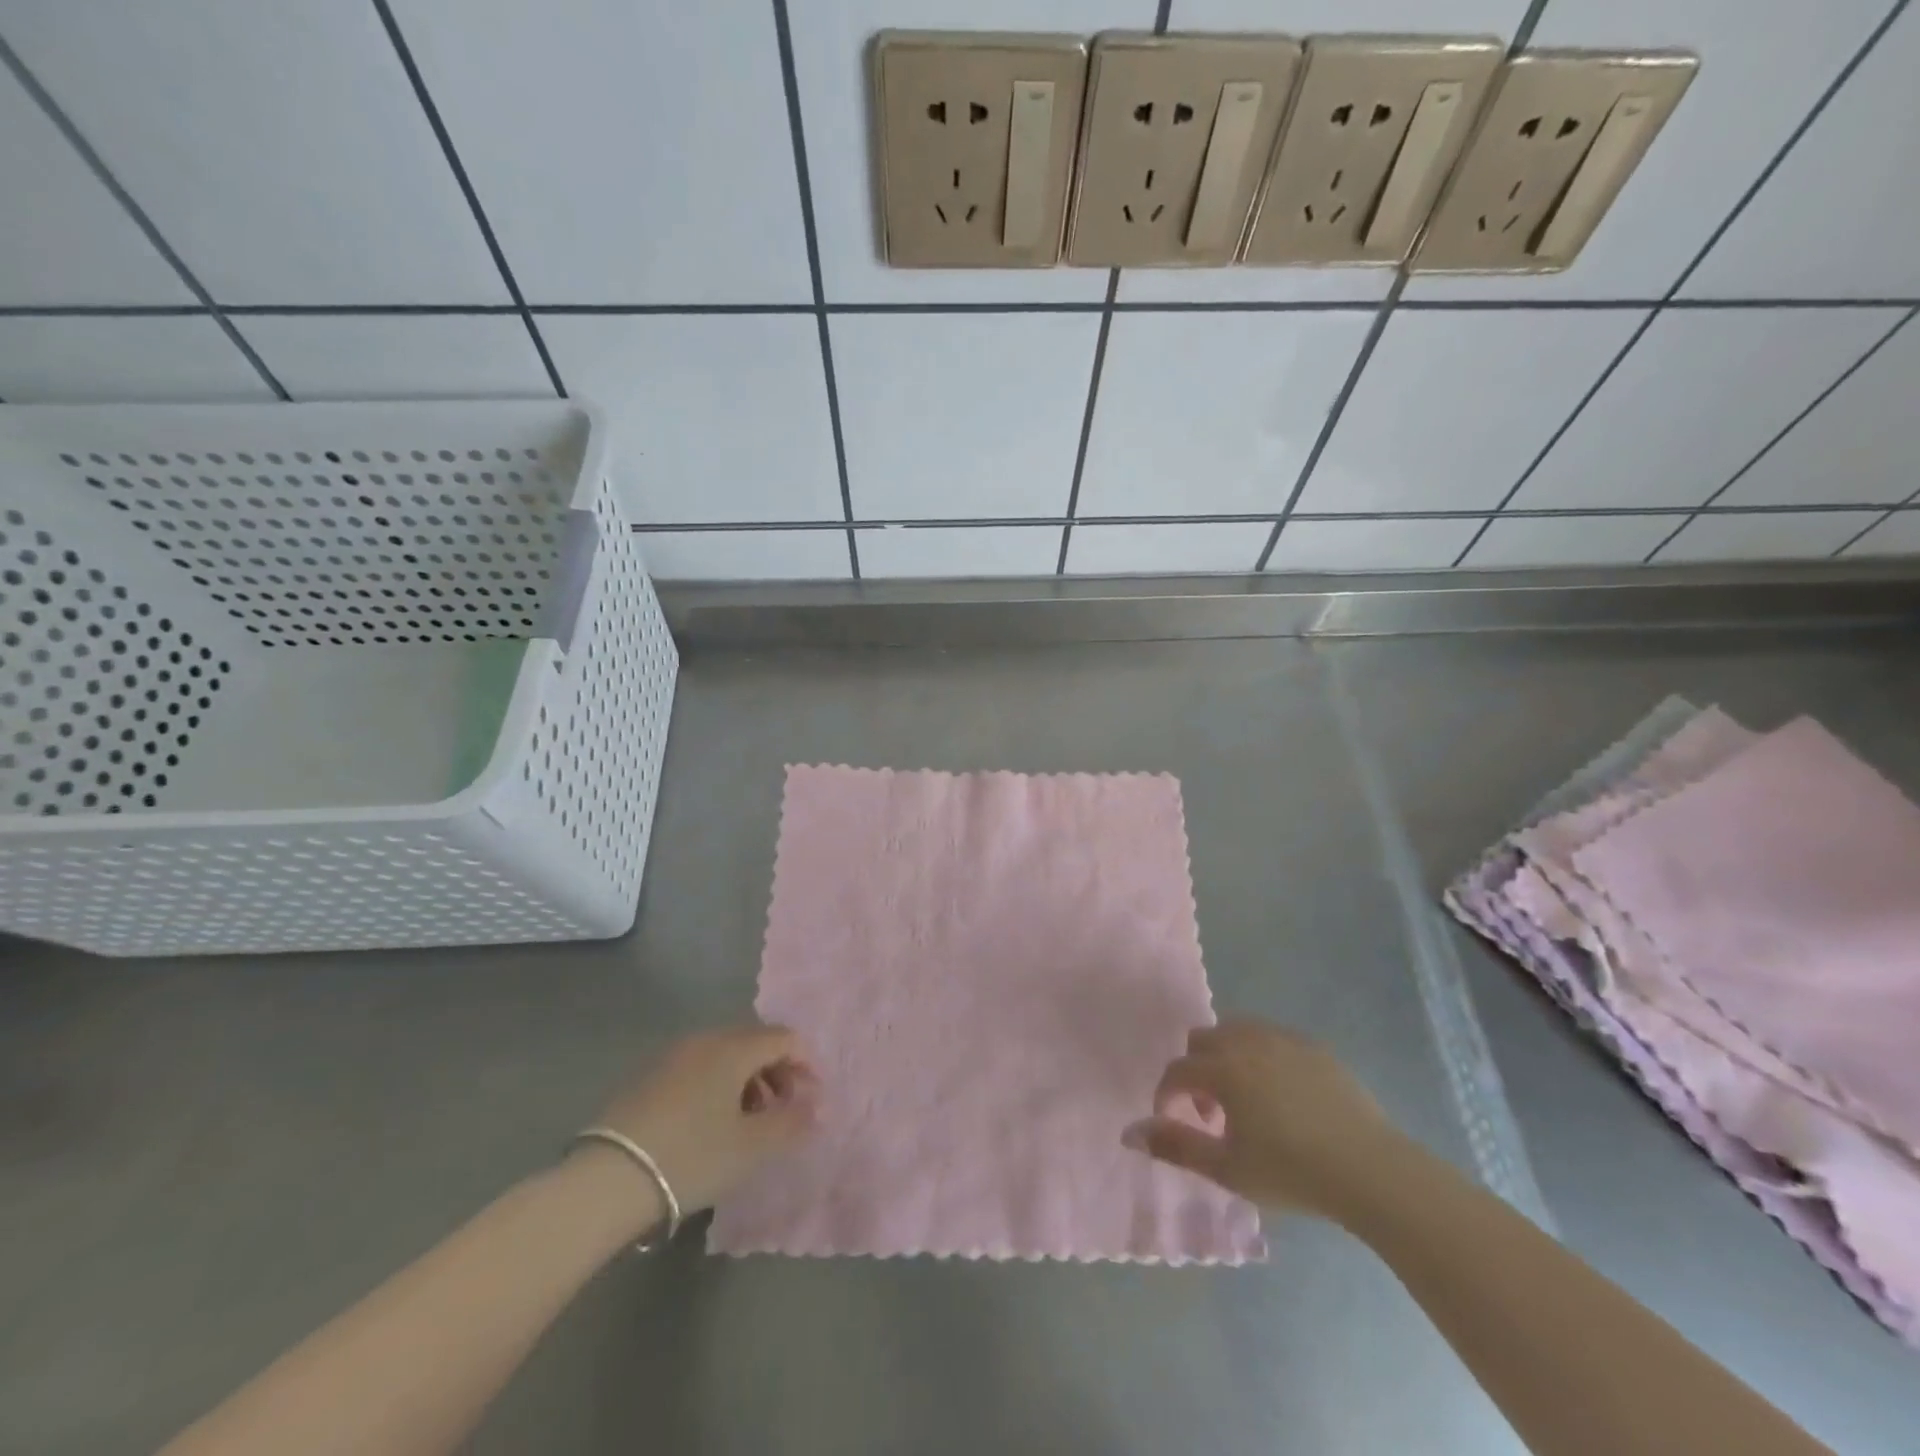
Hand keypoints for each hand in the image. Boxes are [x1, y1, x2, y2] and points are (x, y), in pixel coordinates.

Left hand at [582, 1024, 818, 1214]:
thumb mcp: (752, 1147)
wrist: (607, 1180)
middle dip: (776, 1073)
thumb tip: (818, 1108)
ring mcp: (672, 1055)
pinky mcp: (647, 1076)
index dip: (805, 1064)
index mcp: (734, 1047)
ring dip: (747, 1081)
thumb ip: (792, 1123)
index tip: (810, 1100)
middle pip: (754, 1042)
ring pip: (724, 1055)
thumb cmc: (692, 1156)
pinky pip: (698, 1068)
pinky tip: (709, 1125)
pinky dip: (717, 1086)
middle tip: (781, 1112)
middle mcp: (704, 1039)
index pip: (784, 1038)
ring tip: (746, 1123)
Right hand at [1124, 1019, 1407, 1219]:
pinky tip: (1281, 1095)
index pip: (1177, 1070)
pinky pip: (1272, 1038)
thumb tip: (1129, 1133)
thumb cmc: (1292, 1172)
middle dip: (1196, 1070)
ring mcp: (1284, 1039)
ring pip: (1237, 1031)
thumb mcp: (1227, 1169)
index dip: (1167, 1094)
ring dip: (1227, 1057)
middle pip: (1203, 1039)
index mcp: (1223, 1068)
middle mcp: (1248, 1042)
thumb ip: (1175, 1147)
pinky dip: (1261, 1056)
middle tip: (1212, 1112)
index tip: (1174, 1120)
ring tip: (1244, 1100)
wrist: (1371, 1170)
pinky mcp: (1314, 1047)